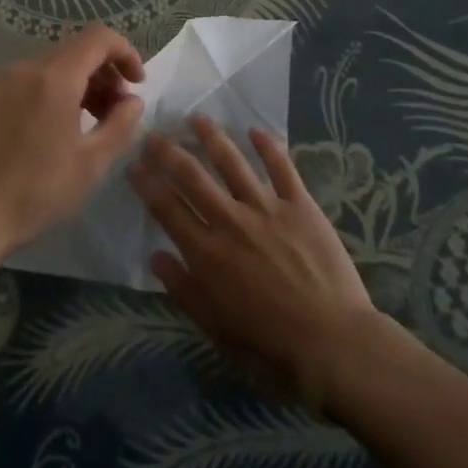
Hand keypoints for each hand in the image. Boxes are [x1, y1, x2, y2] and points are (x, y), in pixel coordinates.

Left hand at [0, 24, 145, 257]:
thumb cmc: (36, 191)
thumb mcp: (91, 164)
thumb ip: (120, 125)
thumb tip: (133, 100)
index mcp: (55, 77)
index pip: (99, 37)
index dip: (125, 52)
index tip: (137, 84)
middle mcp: (27, 68)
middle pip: (76, 49)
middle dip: (104, 72)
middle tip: (116, 110)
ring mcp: (3, 80)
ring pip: (53, 64)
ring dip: (79, 82)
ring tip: (89, 122)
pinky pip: (30, 79)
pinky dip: (53, 90)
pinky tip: (54, 128)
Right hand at [129, 116, 376, 412]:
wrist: (334, 346)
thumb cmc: (270, 349)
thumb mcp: (217, 330)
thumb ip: (184, 291)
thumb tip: (156, 256)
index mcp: (207, 254)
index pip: (167, 208)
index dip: (147, 183)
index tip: (133, 163)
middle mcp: (230, 221)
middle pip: (192, 176)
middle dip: (168, 152)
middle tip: (154, 133)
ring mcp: (266, 209)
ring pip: (232, 163)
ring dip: (212, 137)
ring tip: (197, 118)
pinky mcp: (300, 206)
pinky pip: (281, 168)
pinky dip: (268, 146)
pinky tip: (256, 130)